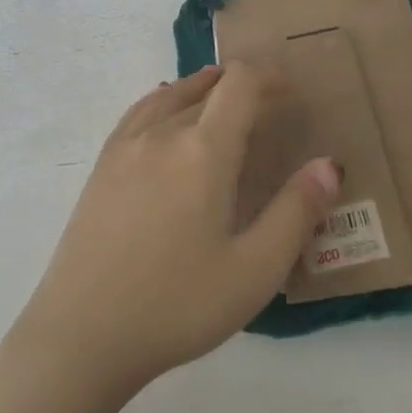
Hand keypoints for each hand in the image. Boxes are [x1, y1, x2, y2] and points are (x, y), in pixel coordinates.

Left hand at [11, 63, 340, 398]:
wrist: (83, 334)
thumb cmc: (177, 305)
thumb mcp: (254, 270)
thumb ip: (296, 212)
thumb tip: (328, 165)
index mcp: (203, 150)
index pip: (240, 85)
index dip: (269, 77)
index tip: (291, 93)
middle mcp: (161, 134)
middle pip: (205, 87)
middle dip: (241, 87)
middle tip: (267, 107)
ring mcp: (124, 149)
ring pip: (168, 96)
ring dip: (200, 88)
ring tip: (218, 94)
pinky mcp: (100, 168)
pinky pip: (138, 114)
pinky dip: (162, 102)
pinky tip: (163, 118)